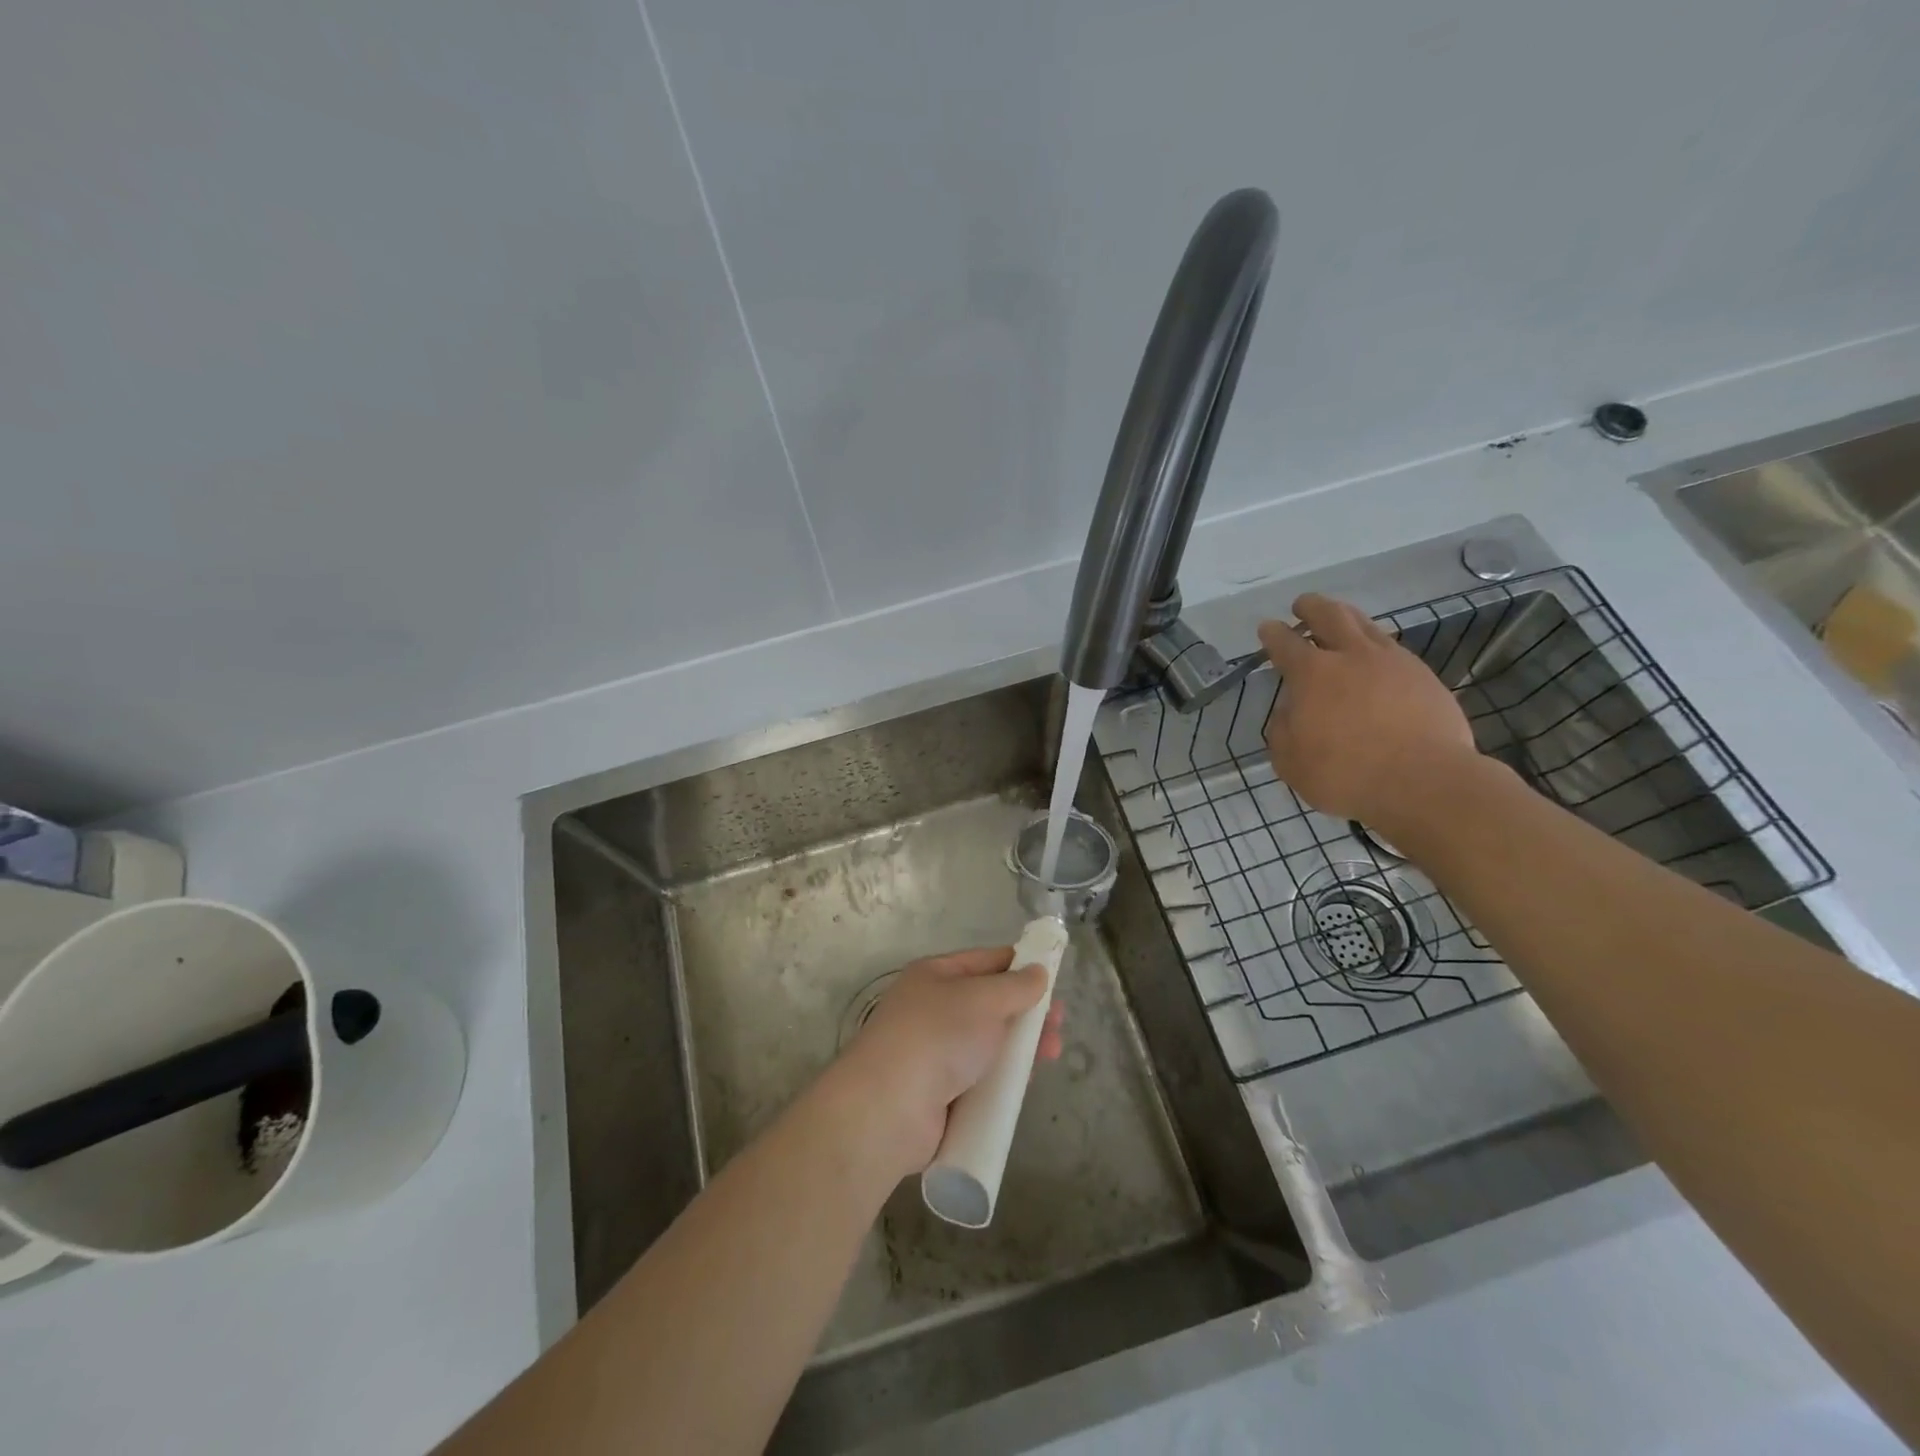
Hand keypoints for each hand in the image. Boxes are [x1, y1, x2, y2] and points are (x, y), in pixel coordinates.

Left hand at [835, 947, 1063, 1179]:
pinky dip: (1003, 1080)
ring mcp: (935, 1053)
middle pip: (990, 1005)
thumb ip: (1016, 986)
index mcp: (935, 975)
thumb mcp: (983, 1000)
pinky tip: (1025, 1084)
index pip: (986, 962)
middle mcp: (933, 1009)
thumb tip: (1038, 972)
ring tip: (1051, 1054)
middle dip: (1027, 1013)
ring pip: (989, 1044)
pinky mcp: (940, 1094)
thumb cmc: (937, 1037)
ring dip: (1020, 1048)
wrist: (888, 1108)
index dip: (1020, 966)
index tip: (1053, 978)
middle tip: (1058, 1024)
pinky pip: (981, 1080)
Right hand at [1258, 593, 1478, 832]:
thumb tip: (1291, 711)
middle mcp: (1351, 656)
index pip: (1284, 643)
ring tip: (1340, 620)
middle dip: (1311, 607)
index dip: (1272, 634)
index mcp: (1312, 674)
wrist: (1425, 782)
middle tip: (1302, 605)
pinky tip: (1375, 659)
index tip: (1267, 628)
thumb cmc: (1346, 773)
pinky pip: (1393, 649)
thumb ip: (1283, 730)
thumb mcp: (1290, 761)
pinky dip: (1376, 646)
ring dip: (1347, 618)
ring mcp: (1393, 662)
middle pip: (1329, 615)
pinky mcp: (1424, 677)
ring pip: (1366, 625)